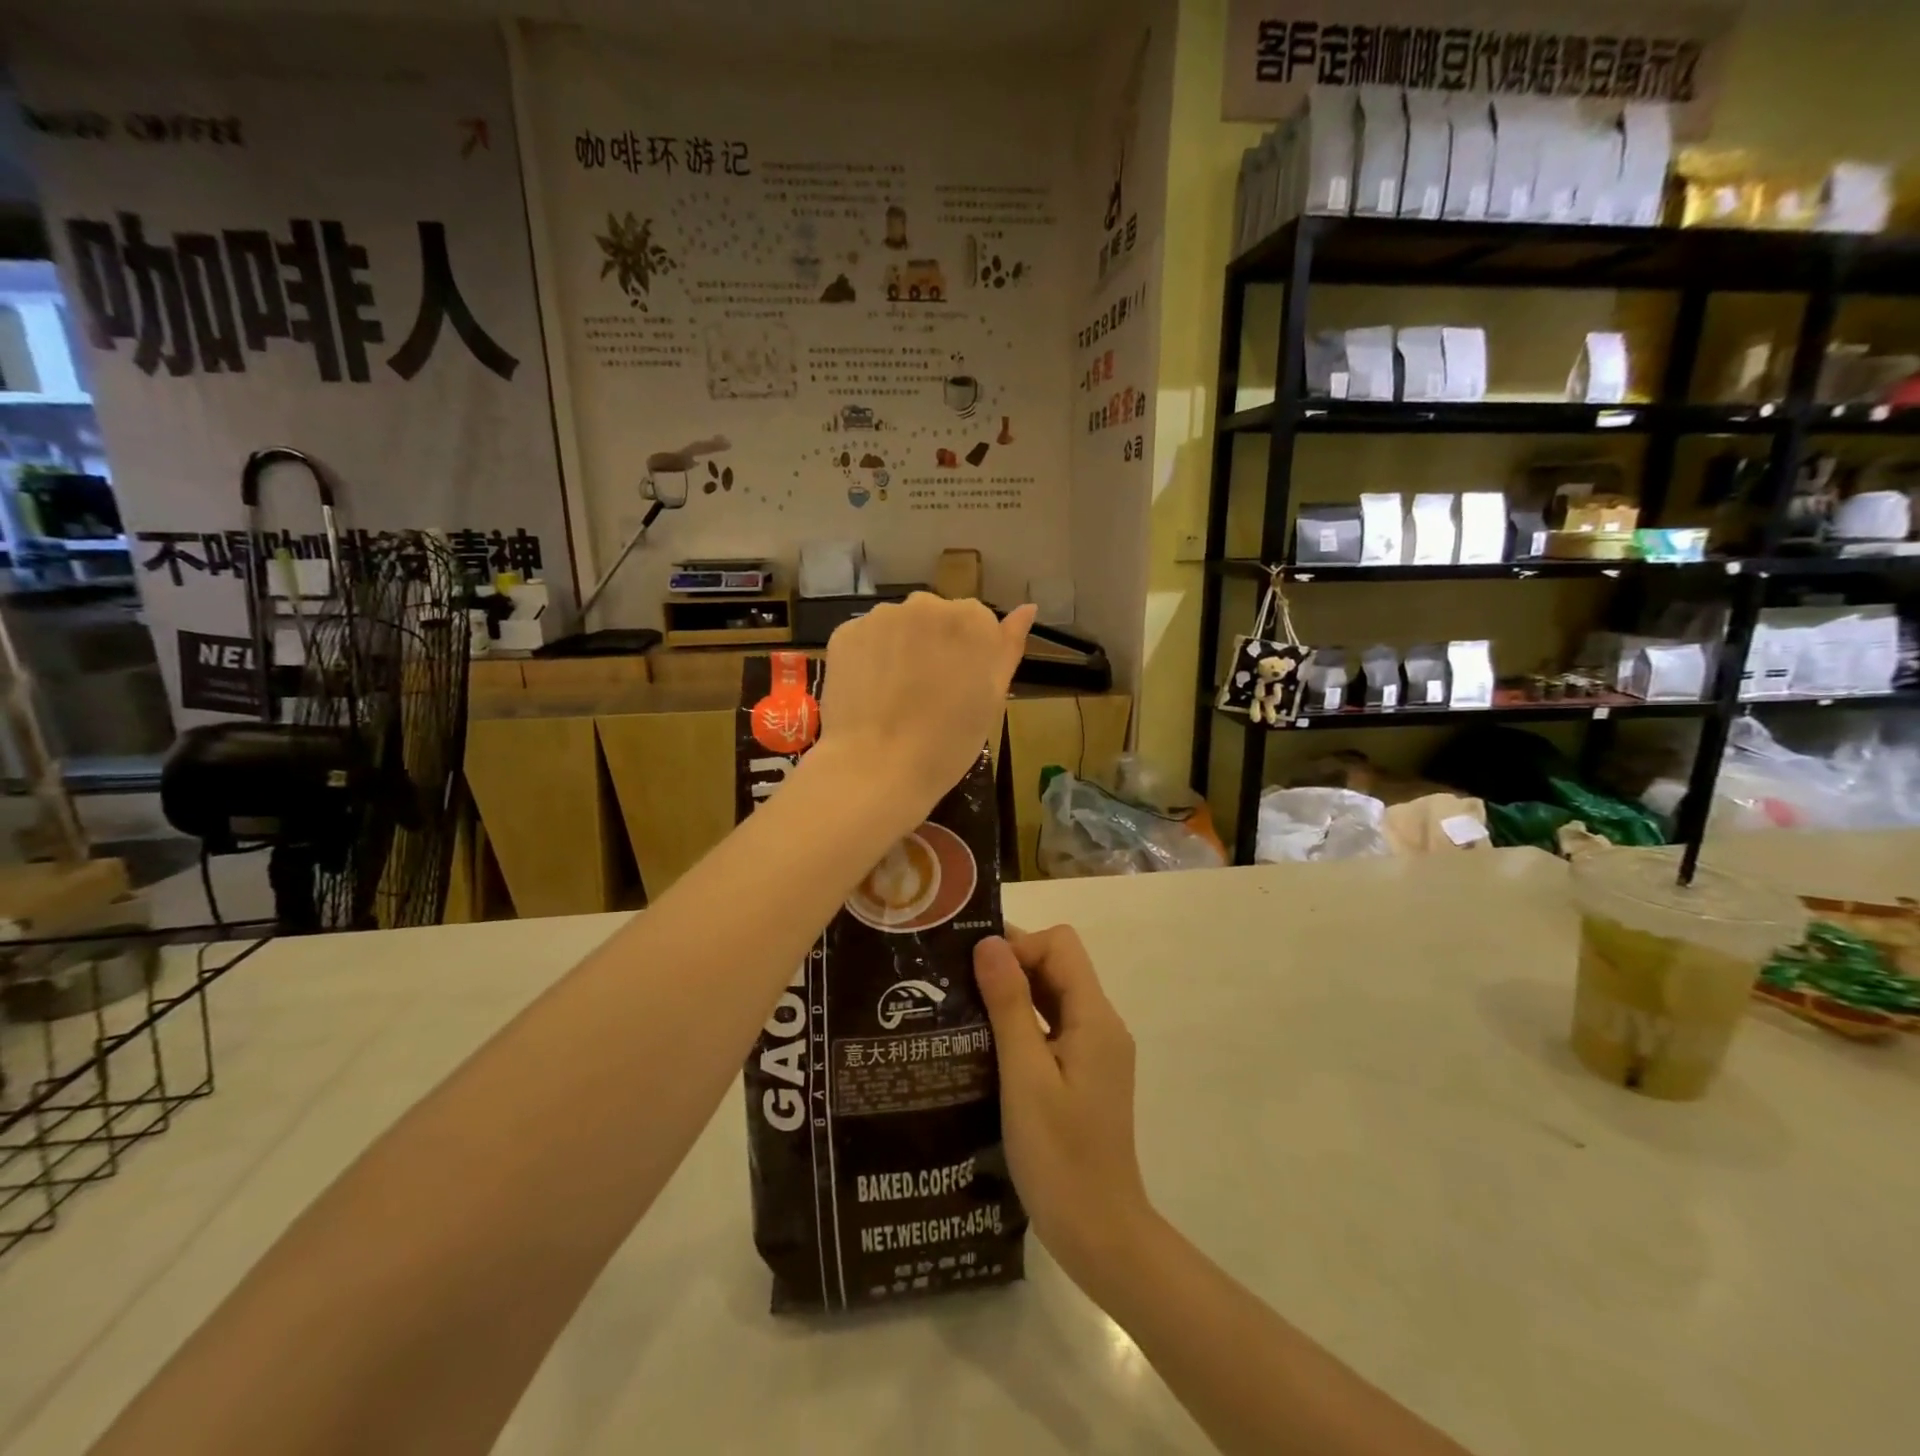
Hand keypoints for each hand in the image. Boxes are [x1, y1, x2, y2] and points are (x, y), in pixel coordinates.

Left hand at [817, 593, 1033, 823]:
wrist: (878, 767)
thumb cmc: (948, 742)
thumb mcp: (992, 699)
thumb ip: (1008, 648)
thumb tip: (1027, 608)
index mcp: (972, 620)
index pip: (977, 622)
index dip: (969, 655)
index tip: (961, 686)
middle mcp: (927, 604)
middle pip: (936, 617)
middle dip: (934, 645)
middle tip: (928, 694)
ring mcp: (882, 616)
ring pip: (899, 626)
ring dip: (901, 648)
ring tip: (895, 696)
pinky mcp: (845, 633)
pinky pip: (867, 639)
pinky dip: (870, 658)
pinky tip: (870, 693)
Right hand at [974, 926, 1155, 1292]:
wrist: (1100, 1234)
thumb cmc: (1059, 1156)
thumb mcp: (1025, 1076)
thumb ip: (1009, 1005)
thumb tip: (990, 943)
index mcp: (1095, 1018)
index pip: (1060, 945)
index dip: (1019, 945)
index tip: (974, 969)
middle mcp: (1101, 1025)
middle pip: (1057, 966)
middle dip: (1011, 965)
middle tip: (958, 984)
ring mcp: (1094, 1052)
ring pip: (1053, 997)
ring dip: (1013, 995)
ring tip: (963, 1009)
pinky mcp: (1083, 1075)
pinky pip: (1052, 1028)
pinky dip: (1022, 1023)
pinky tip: (985, 1044)